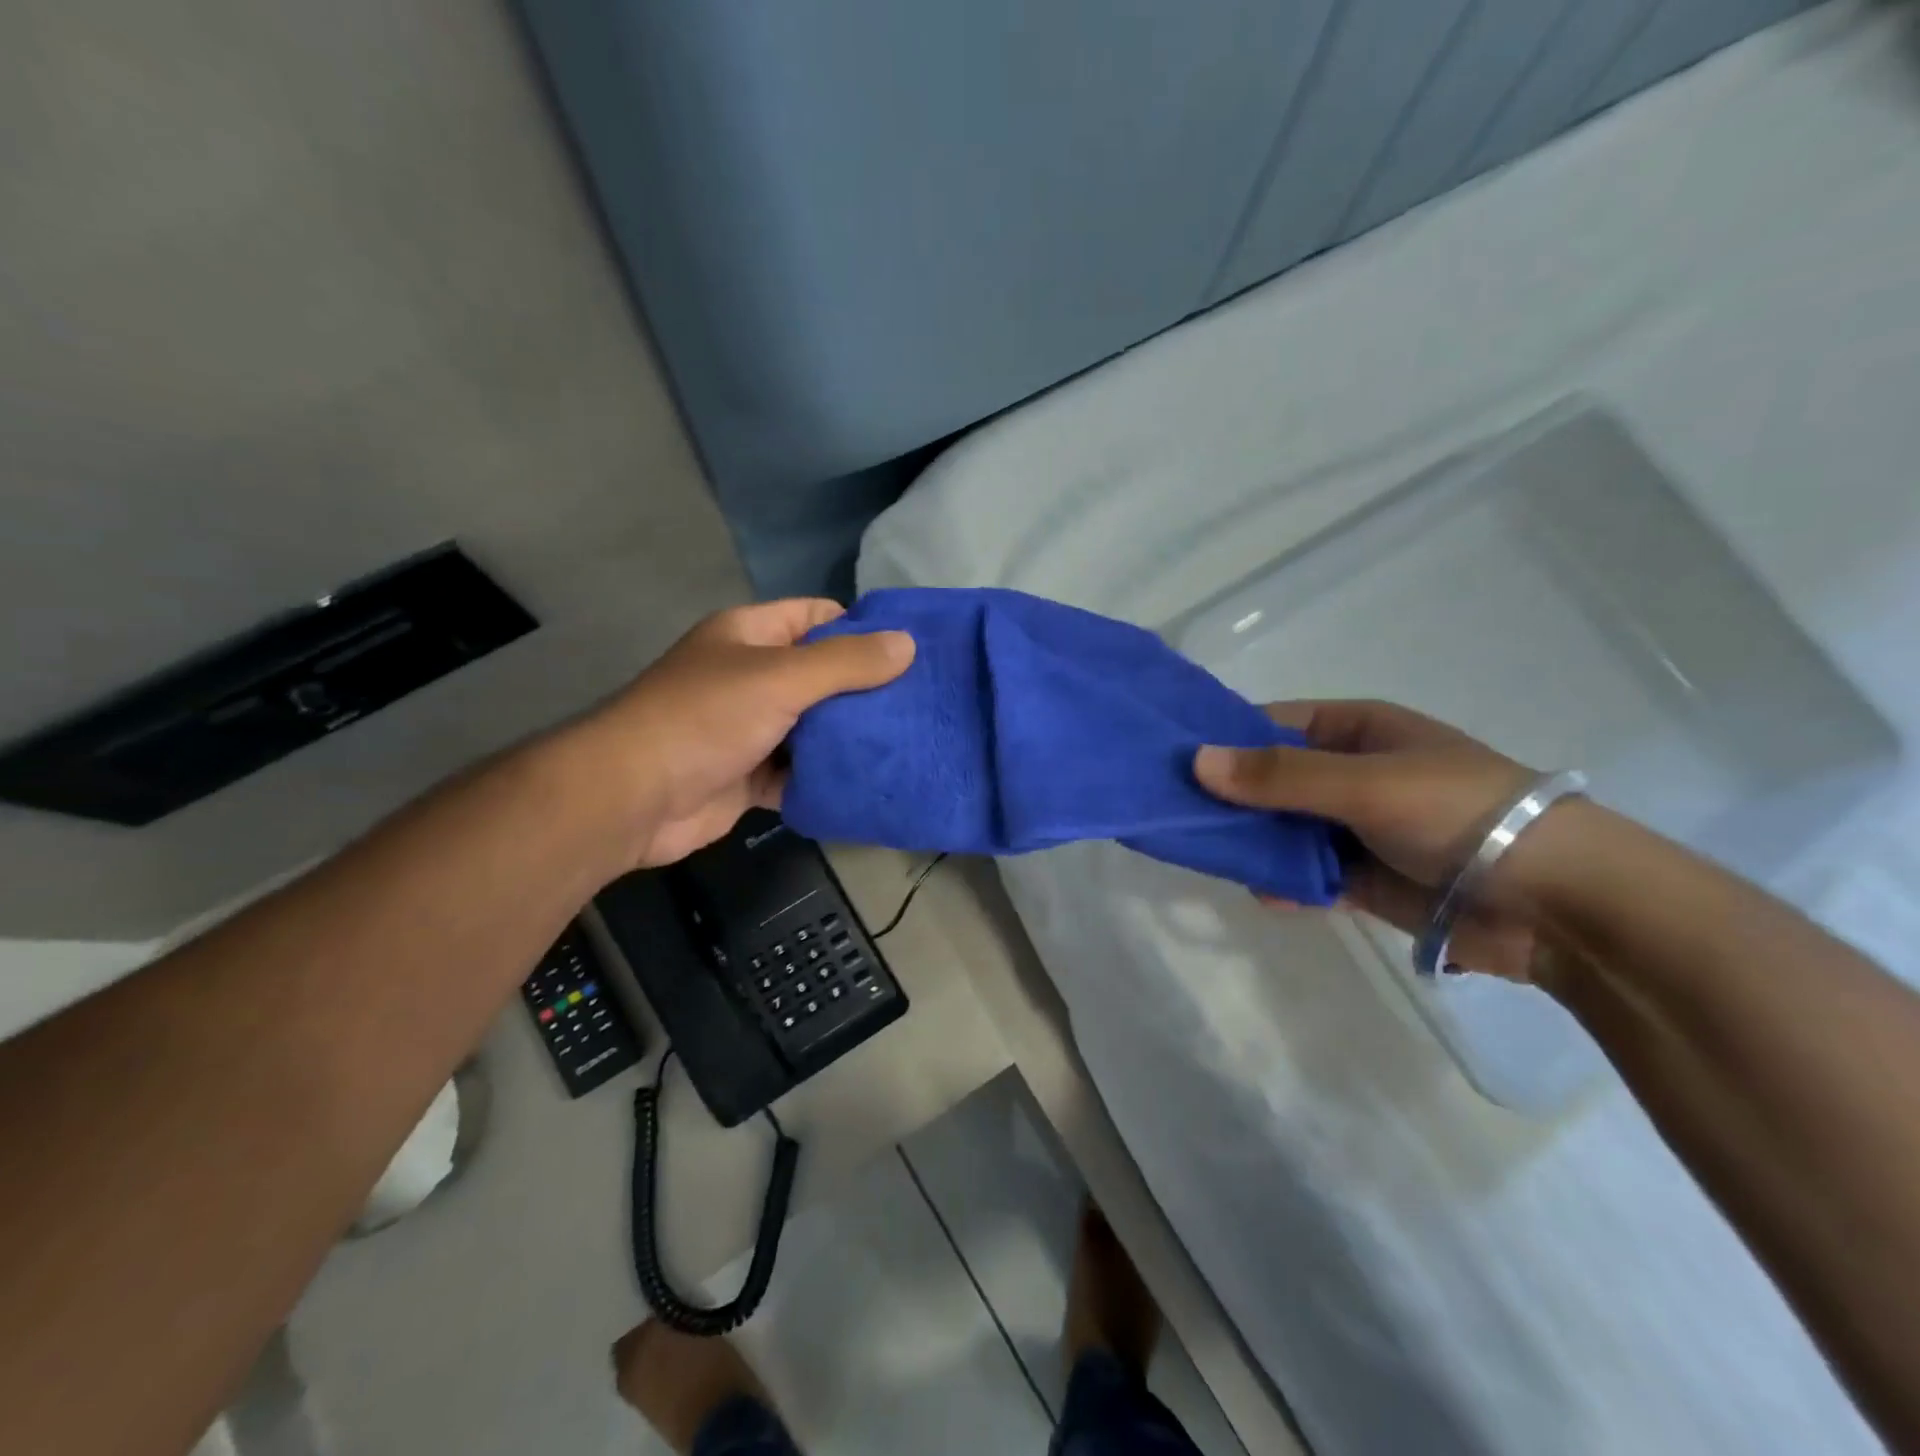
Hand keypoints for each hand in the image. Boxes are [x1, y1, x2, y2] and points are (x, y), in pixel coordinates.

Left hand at [586, 599, 913, 868]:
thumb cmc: (705, 719)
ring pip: (813, 728)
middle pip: (820, 675)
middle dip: (865, 690)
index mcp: (750, 636)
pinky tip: (869, 783)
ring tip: (909, 743)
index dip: (861, 628)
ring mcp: (749, 729)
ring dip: (849, 738)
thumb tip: (909, 643)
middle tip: (921, 704)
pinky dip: (826, 778)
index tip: (911, 651)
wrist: (633, 798)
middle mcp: (750, 677)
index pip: (816, 616)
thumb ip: (847, 662)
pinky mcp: (750, 777)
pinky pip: (799, 773)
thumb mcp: (781, 678)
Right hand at [1194, 700, 1548, 979]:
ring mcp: (1355, 828)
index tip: (1171, 759)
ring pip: (1283, 830)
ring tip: (1205, 856)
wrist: (1556, 904)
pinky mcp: (1364, 879)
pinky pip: (1307, 875)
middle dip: (1228, 798)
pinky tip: (1264, 894)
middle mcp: (1349, 774)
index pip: (1270, 724)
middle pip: (1269, 780)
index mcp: (1355, 731)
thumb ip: (1280, 776)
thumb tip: (1196, 761)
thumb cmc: (1458, 814)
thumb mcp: (1365, 784)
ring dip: (1251, 843)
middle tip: (1174, 814)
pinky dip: (1284, 884)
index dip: (1222, 738)